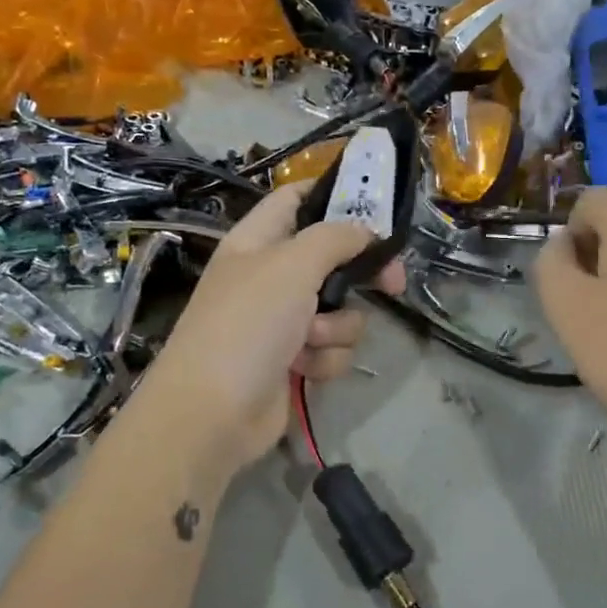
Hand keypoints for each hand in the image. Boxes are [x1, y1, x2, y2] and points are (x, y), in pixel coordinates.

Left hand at [143, 183, 406, 477]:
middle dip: (360, 274)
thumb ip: (335, 238)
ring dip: (336, 327)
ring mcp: (282, 321)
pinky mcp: (294, 360)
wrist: (213, 412)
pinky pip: (332, 348)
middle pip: (331, 258)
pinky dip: (323, 359)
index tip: (377, 206)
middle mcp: (271, 276)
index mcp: (258, 241)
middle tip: (393, 282)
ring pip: (340, 310)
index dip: (333, 195)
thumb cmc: (248, 324)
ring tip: (309, 340)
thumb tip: (366, 230)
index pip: (296, 199)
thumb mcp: (292, 265)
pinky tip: (303, 369)